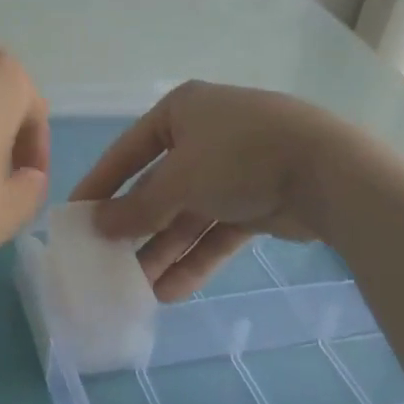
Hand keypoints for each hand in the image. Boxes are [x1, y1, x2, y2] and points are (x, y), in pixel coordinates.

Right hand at [70, 81, 339, 299]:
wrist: (327, 171)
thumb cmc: (238, 156)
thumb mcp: (179, 179)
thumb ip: (138, 207)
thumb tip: (98, 225)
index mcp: (181, 112)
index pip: (129, 150)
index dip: (101, 183)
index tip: (76, 215)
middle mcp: (204, 136)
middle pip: (159, 186)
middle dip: (137, 226)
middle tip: (107, 260)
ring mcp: (233, 170)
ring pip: (188, 214)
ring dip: (164, 250)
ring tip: (136, 288)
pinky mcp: (257, 201)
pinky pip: (216, 231)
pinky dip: (196, 258)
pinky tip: (171, 291)